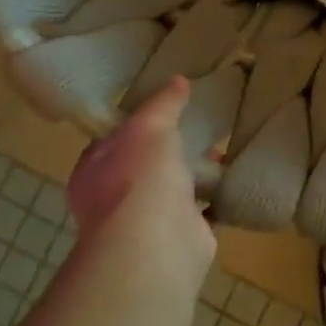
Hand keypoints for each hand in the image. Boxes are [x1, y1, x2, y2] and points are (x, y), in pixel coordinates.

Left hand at [65, 78, 214, 284]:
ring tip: (220, 149)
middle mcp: (113, 199)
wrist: (157, 244)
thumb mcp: (150, 126)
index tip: (160, 108)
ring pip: (171, 190)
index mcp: (94, 171)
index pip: (110, 141)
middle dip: (167, 150)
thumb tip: (178, 80)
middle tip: (195, 126)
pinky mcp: (180, 237)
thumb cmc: (139, 178)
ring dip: (192, 175)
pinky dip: (214, 199)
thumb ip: (163, 104)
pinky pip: (200, 211)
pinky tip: (232, 179)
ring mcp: (146, 222)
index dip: (132, 123)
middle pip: (142, 165)